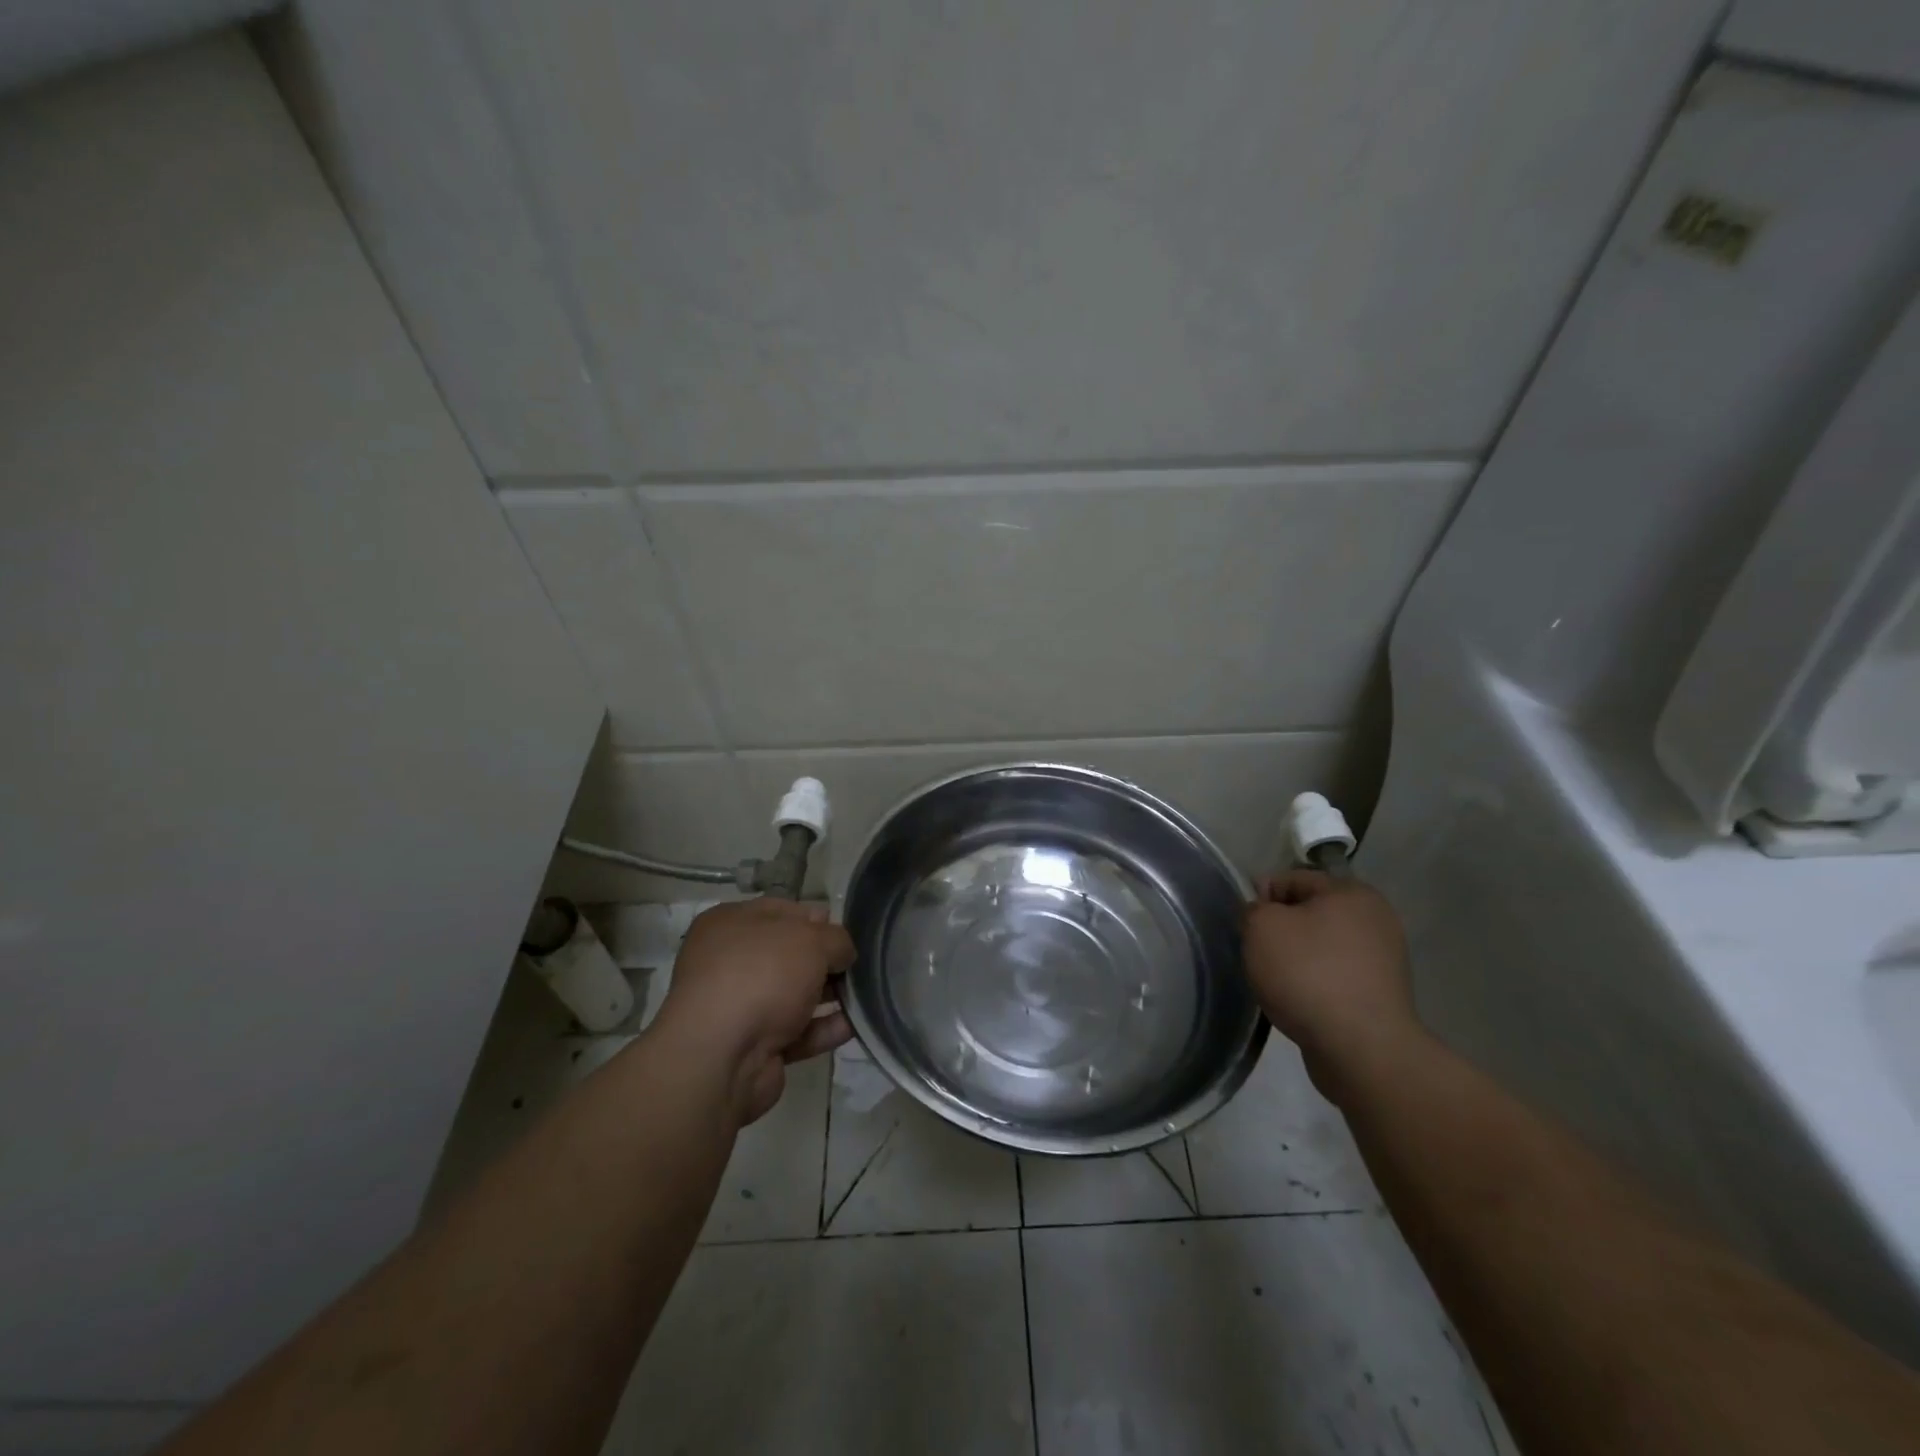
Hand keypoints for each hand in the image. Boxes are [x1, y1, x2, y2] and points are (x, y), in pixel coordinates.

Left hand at [654, 898, 855, 1127]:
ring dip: (829, 996)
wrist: (721, 1058)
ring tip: (866, 996)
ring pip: (794, 995)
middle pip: (789, 955)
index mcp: (730, 924)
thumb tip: (842, 952)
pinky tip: (854, 1026)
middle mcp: (729, 962)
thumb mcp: (811, 939)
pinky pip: (796, 1032)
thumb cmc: (762, 976)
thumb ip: (836, 939)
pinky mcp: (752, 1047)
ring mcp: (738, 1007)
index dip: (816, 920)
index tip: (846, 934)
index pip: (781, 911)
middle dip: (825, 961)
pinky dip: (823, 1029)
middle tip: (858, 967)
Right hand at [1243, 871, 1420, 1097]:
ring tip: (1278, 982)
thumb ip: (1253, 908)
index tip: (1247, 926)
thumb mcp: (1261, 927)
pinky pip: (1336, 976)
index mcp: (1352, 892)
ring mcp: (1384, 959)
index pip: (1292, 878)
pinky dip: (1315, 984)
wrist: (1360, 1048)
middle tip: (1258, 954)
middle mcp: (1376, 919)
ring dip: (1297, 959)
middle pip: (1310, 913)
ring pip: (1322, 947)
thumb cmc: (1307, 973)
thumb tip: (1263, 912)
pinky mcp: (1382, 995)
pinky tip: (1300, 1002)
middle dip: (1281, 930)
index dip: (1262, 897)